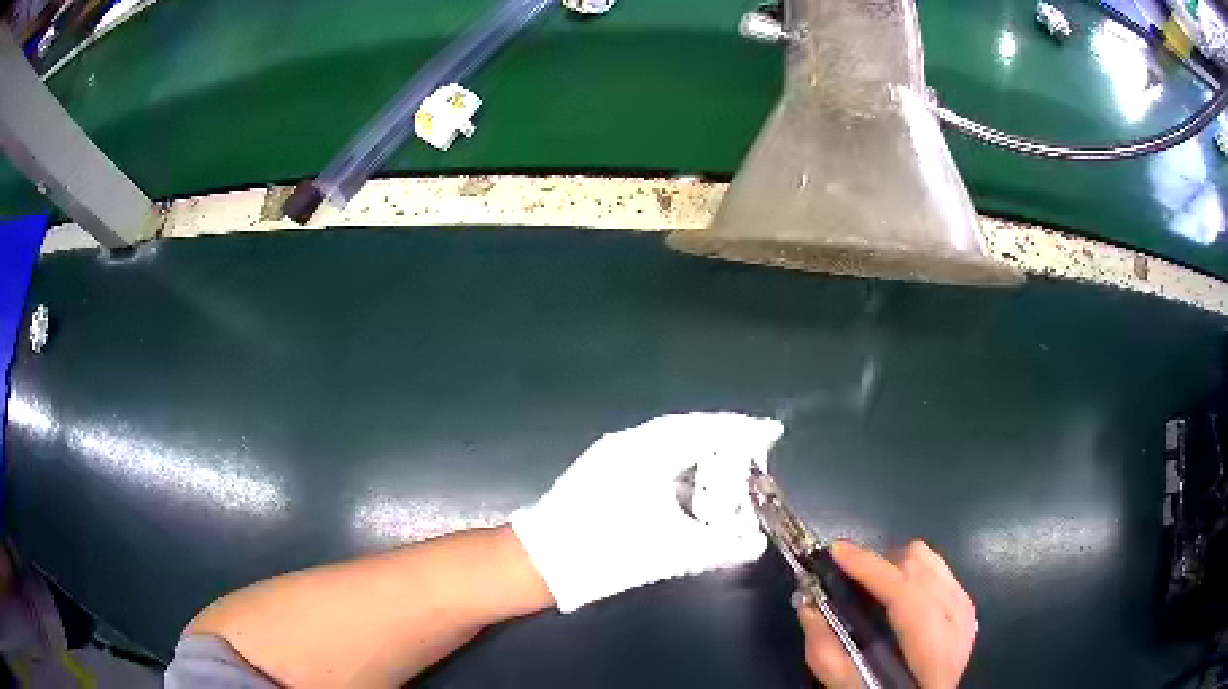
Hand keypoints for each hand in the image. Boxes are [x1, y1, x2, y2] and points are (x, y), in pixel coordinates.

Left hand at [510, 412, 782, 611]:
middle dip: (724, 440)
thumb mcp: (671, 551)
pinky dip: (678, 464)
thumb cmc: (607, 551)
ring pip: (668, 441)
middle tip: (753, 454)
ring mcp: (611, 454)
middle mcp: (629, 443)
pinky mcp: (601, 469)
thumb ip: (720, 546)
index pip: (705, 428)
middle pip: (688, 429)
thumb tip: (754, 544)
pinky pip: (652, 454)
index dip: (742, 430)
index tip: (770, 432)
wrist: (542, 562)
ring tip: (728, 469)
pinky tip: (689, 485)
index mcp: (647, 451)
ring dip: (700, 452)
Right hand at [798, 540, 976, 688]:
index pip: (906, 594)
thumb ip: (827, 654)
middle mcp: (957, 619)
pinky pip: (936, 565)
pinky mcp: (965, 600)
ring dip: (894, 564)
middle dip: (878, 564)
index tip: (836, 550)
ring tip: (872, 586)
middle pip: (917, 565)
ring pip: (928, 557)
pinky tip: (896, 594)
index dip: (871, 568)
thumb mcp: (851, 687)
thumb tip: (807, 606)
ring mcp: (965, 606)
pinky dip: (910, 570)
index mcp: (933, 649)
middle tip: (847, 577)